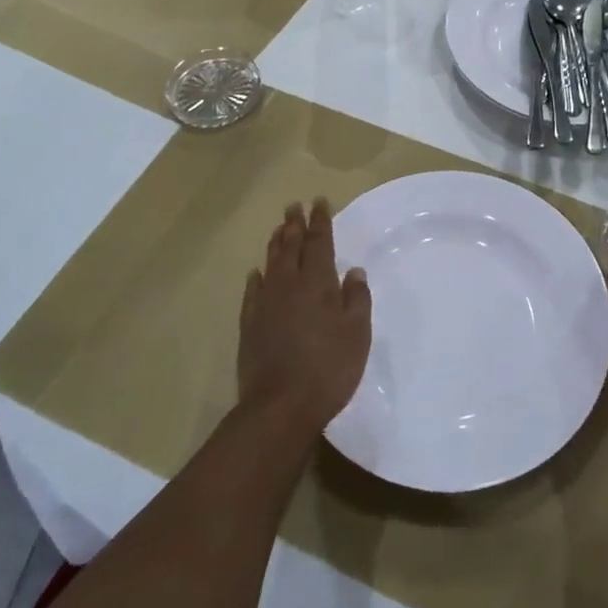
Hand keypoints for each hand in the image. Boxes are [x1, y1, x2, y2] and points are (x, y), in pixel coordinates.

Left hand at [239, 200, 371, 433]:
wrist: (280, 406)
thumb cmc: (329, 367)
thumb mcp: (357, 333)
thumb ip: (356, 298)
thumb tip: (352, 270)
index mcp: (318, 282)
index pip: (319, 242)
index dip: (320, 221)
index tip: (319, 202)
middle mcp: (289, 285)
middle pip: (291, 246)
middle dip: (295, 224)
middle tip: (294, 205)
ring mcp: (266, 304)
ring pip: (271, 263)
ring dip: (276, 243)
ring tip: (280, 228)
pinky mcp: (250, 325)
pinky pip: (253, 292)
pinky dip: (257, 277)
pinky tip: (256, 272)